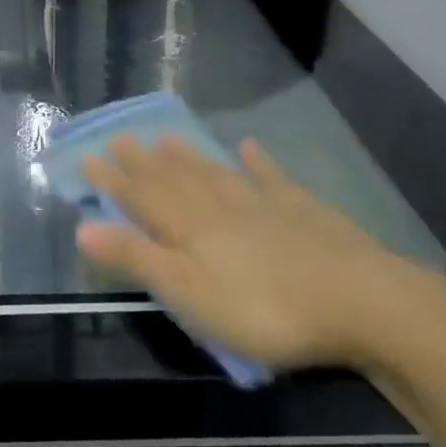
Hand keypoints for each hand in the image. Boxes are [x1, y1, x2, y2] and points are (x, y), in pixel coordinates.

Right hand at [75, 135, 445, 372]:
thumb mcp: (187, 293)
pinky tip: (247, 147)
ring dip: (187, 157)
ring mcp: (264, 205)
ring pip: (215, 174)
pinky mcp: (303, 212)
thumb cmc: (263, 309)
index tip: (87, 156)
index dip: (111, 179)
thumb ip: (137, 259)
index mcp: (189, 228)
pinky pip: (271, 179)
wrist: (362, 303)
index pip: (140, 198)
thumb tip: (83, 228)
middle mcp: (220, 207)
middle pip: (174, 179)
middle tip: (120, 137)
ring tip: (165, 138)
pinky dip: (256, 162)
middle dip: (142, 162)